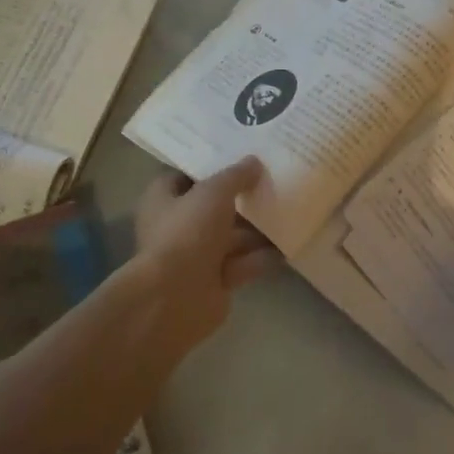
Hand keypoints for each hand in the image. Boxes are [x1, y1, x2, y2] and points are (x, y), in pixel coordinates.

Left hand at [132, 159, 280, 352]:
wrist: (177, 297)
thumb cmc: (187, 232)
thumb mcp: (214, 192)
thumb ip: (235, 176)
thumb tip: (253, 162)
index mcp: (163, 201)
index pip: (185, 176)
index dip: (209, 166)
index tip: (238, 156)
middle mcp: (177, 227)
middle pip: (213, 207)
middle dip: (241, 198)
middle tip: (272, 180)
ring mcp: (196, 256)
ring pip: (231, 237)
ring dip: (257, 228)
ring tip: (289, 209)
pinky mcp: (215, 281)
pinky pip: (243, 263)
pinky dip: (262, 256)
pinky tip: (289, 245)